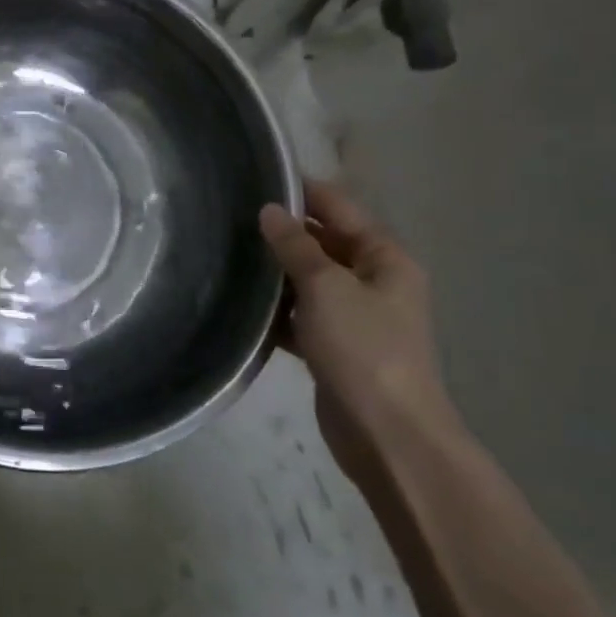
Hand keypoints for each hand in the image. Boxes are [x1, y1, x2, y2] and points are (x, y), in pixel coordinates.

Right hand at [259, 181, 447, 477]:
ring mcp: (355, 316)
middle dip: (283, 231)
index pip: (339, 207)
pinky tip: (243, 304)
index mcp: (384, 258)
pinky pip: (302, 315)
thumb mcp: (326, 287)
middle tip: (231, 217)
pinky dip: (278, 310)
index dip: (301, 192)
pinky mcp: (335, 347)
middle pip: (324, 242)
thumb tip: (270, 210)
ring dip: (277, 271)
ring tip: (228, 253)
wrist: (387, 436)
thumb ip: (295, 245)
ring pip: (309, 279)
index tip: (255, 179)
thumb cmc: (363, 349)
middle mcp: (374, 281)